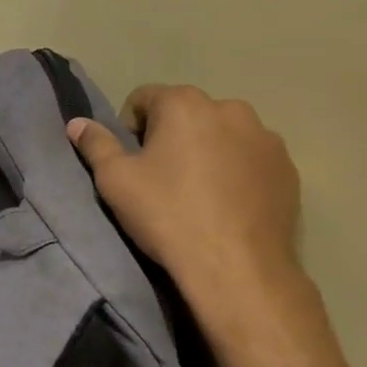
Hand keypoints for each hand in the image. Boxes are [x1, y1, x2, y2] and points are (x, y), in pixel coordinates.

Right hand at [67, 85, 303, 320]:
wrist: (236, 267)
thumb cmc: (166, 214)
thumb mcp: (115, 180)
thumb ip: (95, 144)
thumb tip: (77, 124)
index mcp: (185, 104)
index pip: (145, 98)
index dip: (130, 128)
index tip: (132, 162)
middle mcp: (230, 109)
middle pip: (187, 113)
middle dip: (171, 137)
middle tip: (161, 178)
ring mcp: (266, 139)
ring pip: (222, 135)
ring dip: (206, 151)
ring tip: (197, 193)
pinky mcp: (288, 169)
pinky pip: (250, 159)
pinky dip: (236, 171)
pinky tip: (226, 204)